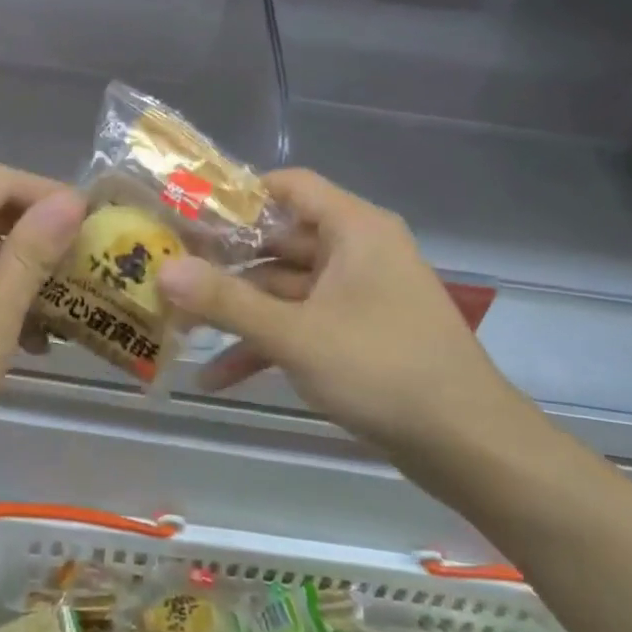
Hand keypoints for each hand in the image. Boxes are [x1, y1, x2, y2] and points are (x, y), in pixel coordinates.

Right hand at [157, 169, 547, 479]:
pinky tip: (218, 377)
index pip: (289, 187)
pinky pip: (303, 325)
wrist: (468, 445)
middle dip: (225, 265)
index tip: (187, 214)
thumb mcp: (295, 335)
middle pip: (279, 241)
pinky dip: (267, 345)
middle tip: (170, 274)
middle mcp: (357, 252)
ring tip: (181, 330)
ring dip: (239, 313)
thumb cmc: (382, 369)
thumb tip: (163, 269)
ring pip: (286, 290)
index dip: (237, 195)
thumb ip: (226, 301)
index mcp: (354, 230)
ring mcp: (358, 295)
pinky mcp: (359, 334)